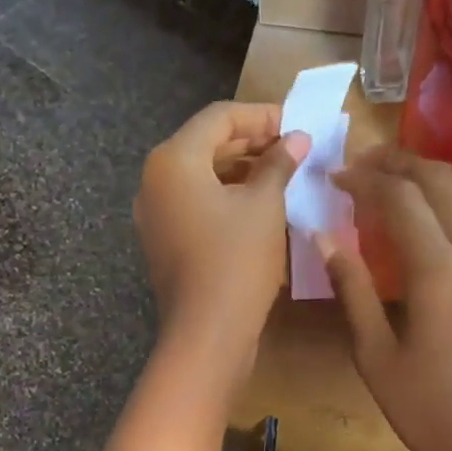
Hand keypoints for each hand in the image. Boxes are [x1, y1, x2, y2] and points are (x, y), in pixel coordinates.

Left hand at [133, 101, 308, 361]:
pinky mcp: (163, 241)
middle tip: (293, 150)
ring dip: (240, 171)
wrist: (206, 333)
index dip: (262, 116)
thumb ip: (279, 164)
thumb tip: (297, 139)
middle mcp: (154, 180)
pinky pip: (194, 204)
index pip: (219, 118)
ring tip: (282, 176)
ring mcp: (154, 214)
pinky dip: (225, 198)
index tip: (297, 125)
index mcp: (173, 160)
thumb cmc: (237, 261)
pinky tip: (258, 207)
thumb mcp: (264, 206)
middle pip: (206, 144)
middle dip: (251, 143)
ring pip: (200, 177)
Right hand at [320, 148, 451, 450]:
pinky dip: (436, 208)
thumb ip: (351, 288)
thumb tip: (323, 237)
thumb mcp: (375, 353)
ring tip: (379, 186)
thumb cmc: (427, 407)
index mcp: (440, 270)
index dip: (364, 179)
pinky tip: (407, 227)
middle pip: (441, 180)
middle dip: (399, 162)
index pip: (401, 198)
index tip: (332, 176)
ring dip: (421, 181)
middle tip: (359, 163)